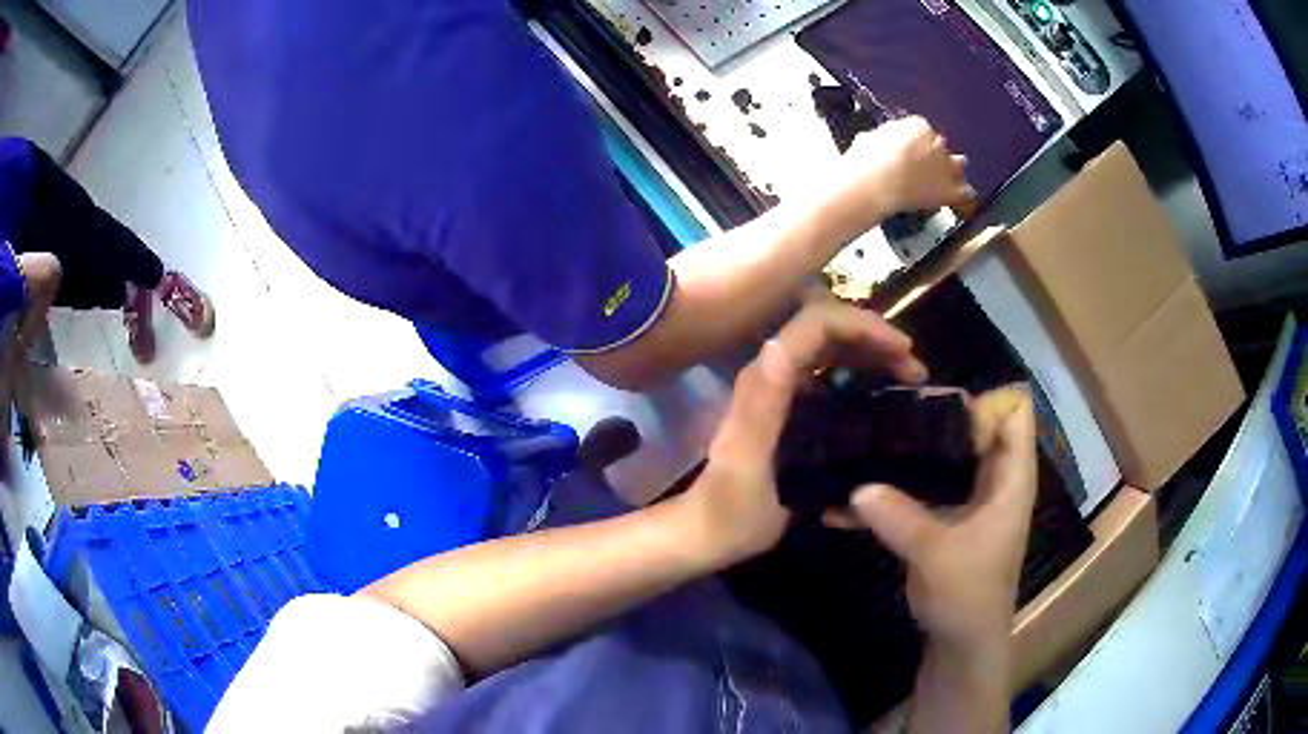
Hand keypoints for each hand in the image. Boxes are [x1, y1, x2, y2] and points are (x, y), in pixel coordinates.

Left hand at [684, 300, 926, 563]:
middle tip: (915, 369)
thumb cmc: (730, 509)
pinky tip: (881, 399)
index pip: (817, 324)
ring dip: (871, 356)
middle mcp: (774, 376)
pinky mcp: (790, 414)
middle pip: (829, 333)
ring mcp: (782, 394)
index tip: (904, 349)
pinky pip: (830, 380)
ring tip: (907, 378)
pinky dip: (860, 378)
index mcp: (765, 379)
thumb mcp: (748, 460)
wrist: (707, 536)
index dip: (864, 326)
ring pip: (832, 354)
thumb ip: (762, 405)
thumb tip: (780, 343)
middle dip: (875, 339)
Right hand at [818, 117, 974, 236]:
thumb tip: (883, 143)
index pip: (922, 129)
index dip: (915, 141)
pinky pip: (965, 192)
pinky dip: (962, 195)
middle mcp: (938, 141)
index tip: (907, 150)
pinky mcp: (951, 190)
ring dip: (953, 169)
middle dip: (934, 154)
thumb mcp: (869, 139)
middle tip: (921, 166)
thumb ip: (885, 139)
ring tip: (944, 179)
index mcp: (917, 125)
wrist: (876, 184)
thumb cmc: (865, 160)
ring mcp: (947, 166)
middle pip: (941, 145)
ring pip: (959, 163)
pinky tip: (956, 199)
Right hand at [833, 385, 1037, 648]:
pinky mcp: (946, 518)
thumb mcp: (935, 555)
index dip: (982, 405)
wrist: (960, 645)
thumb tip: (856, 486)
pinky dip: (894, 490)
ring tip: (864, 449)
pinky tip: (850, 502)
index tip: (937, 421)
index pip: (1014, 410)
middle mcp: (994, 478)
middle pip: (974, 425)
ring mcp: (970, 498)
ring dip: (909, 453)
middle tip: (887, 422)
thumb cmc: (966, 596)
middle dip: (933, 420)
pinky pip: (922, 488)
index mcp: (1011, 477)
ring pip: (945, 455)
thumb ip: (899, 517)